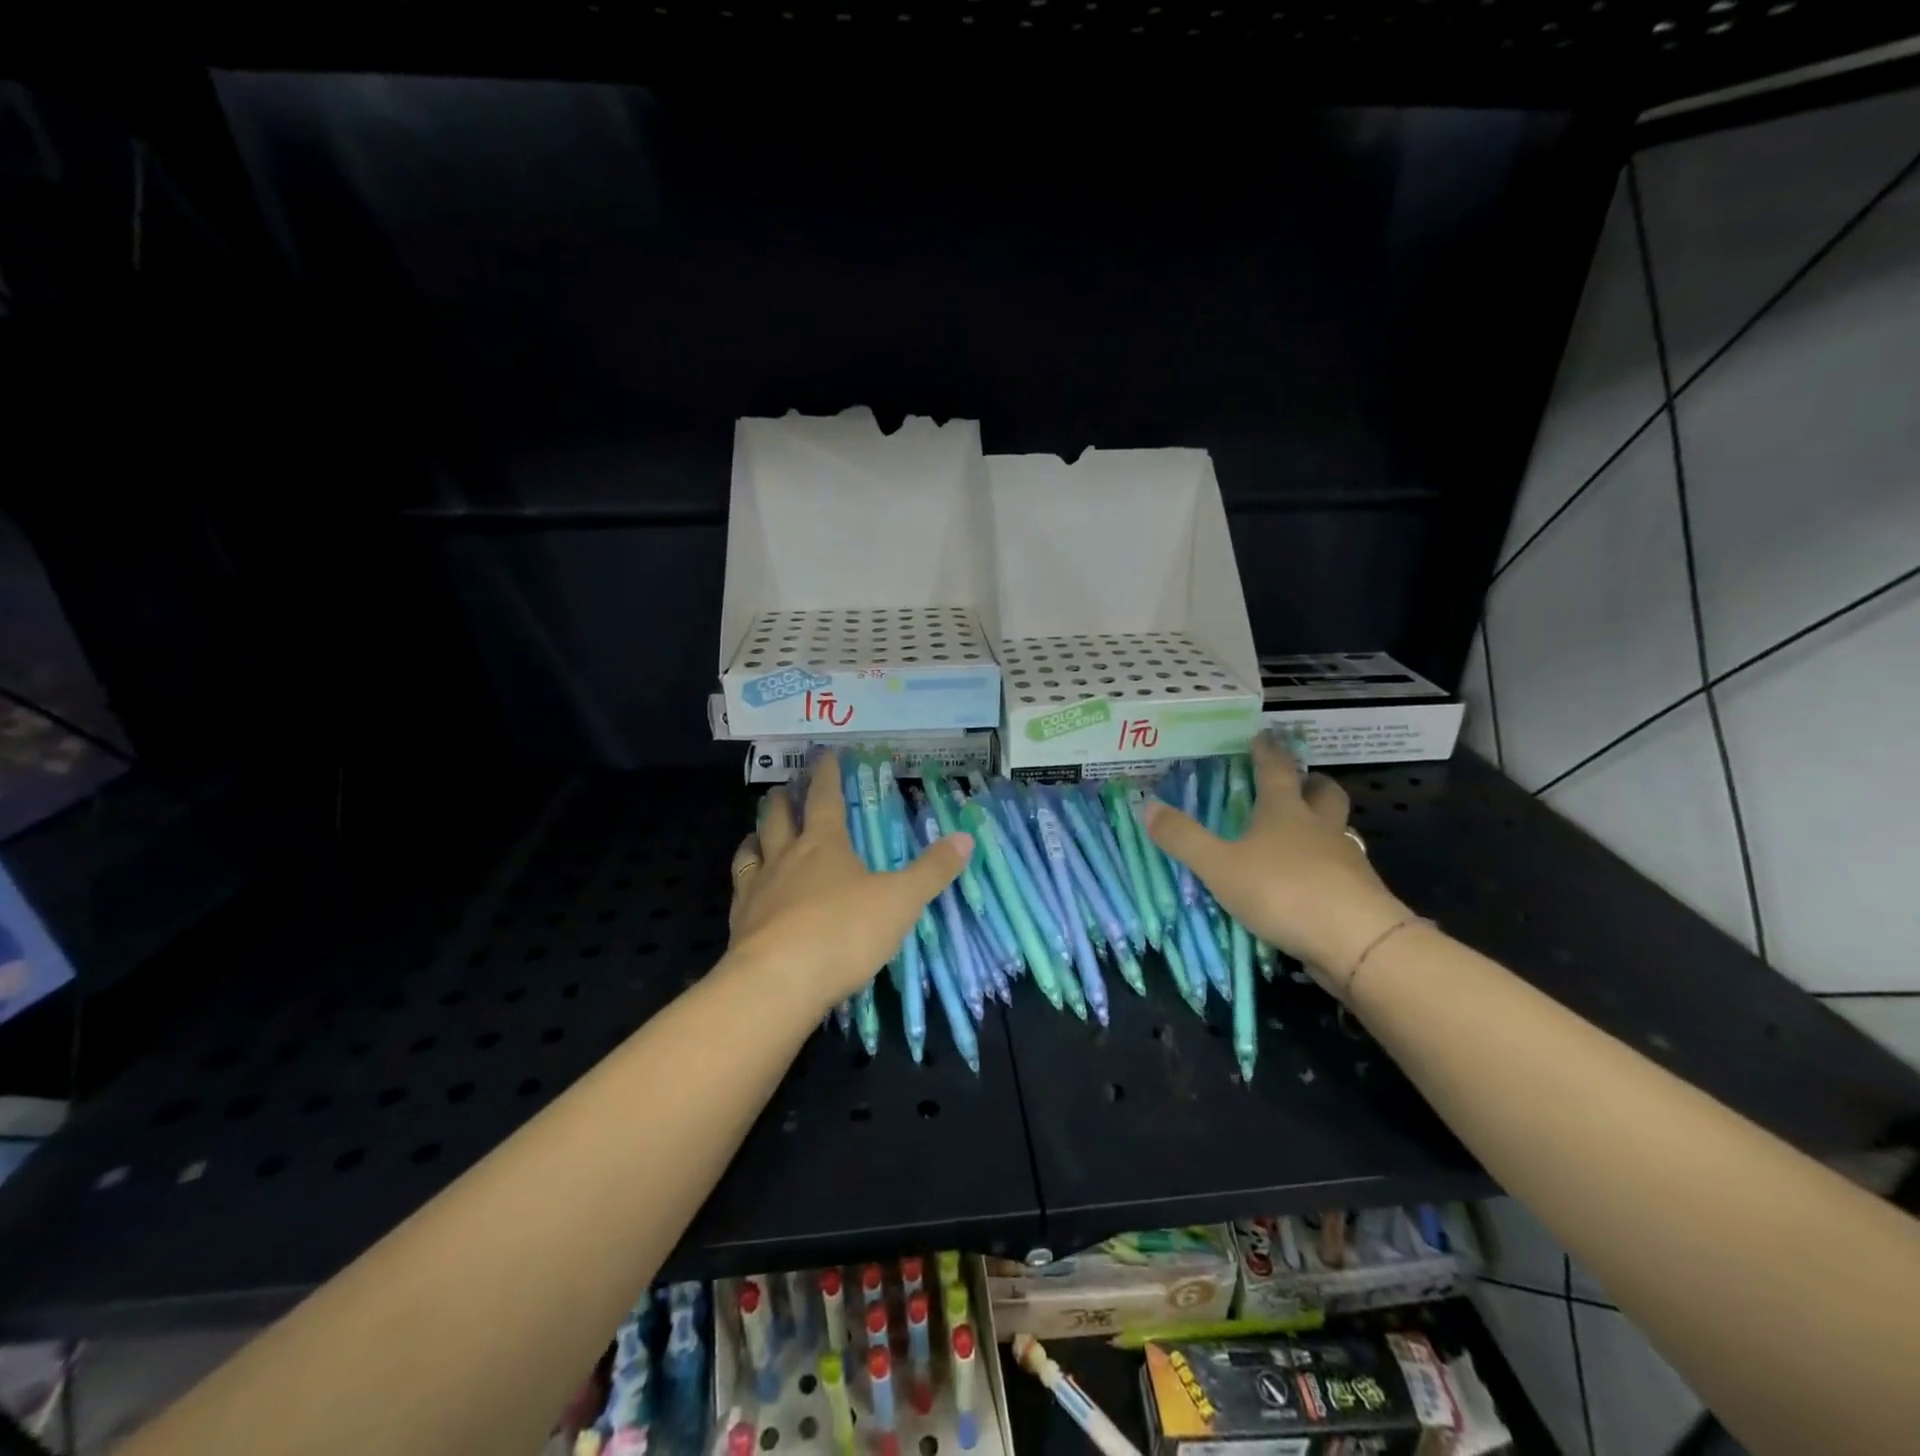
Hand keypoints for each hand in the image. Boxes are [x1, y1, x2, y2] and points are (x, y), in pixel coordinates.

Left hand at [726, 753, 973, 1013]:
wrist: (779, 982)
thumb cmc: (844, 932)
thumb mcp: (901, 901)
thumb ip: (932, 871)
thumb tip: (965, 837)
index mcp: (824, 845)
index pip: (824, 798)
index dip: (825, 774)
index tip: (823, 754)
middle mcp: (786, 858)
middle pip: (778, 818)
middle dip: (783, 800)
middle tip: (784, 788)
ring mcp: (758, 890)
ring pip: (751, 850)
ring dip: (756, 835)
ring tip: (757, 831)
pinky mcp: (740, 923)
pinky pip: (739, 889)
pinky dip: (744, 878)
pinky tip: (747, 888)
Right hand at [1142, 731, 1410, 995]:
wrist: (1356, 940)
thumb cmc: (1282, 890)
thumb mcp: (1219, 866)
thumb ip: (1184, 838)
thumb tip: (1147, 805)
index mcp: (1285, 812)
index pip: (1277, 770)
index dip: (1268, 751)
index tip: (1264, 735)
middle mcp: (1319, 827)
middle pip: (1325, 793)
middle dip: (1312, 783)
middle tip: (1300, 782)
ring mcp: (1346, 859)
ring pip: (1339, 829)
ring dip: (1324, 825)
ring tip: (1303, 835)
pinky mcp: (1360, 893)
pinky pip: (1344, 868)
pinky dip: (1329, 866)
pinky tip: (1314, 882)